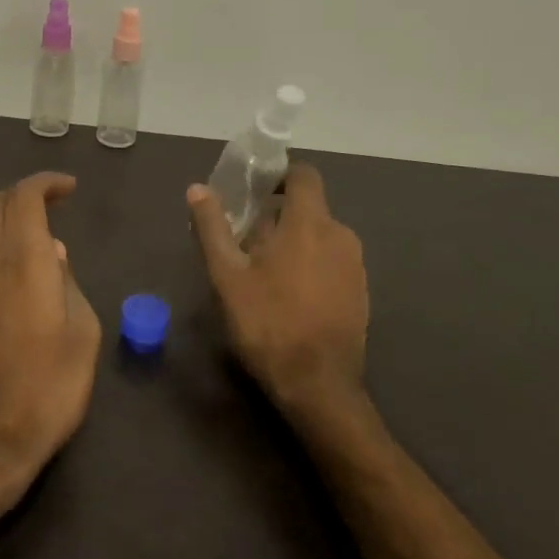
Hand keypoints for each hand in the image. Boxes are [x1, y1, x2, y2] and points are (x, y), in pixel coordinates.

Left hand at [0, 172, 101, 500]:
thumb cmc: (47, 387)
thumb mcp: (82, 333)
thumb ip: (68, 284)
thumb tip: (53, 256)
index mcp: (22, 260)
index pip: (23, 197)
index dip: (46, 183)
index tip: (69, 188)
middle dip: (24, 195)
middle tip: (55, 204)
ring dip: (10, 223)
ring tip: (44, 241)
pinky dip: (0, 250)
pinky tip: (22, 277)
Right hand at [188, 163, 370, 426]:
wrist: (318, 384)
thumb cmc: (267, 323)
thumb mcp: (227, 276)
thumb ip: (213, 228)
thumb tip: (197, 188)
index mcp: (310, 222)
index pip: (303, 175)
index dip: (279, 176)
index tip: (254, 191)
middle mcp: (340, 234)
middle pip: (309, 208)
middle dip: (278, 217)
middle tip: (246, 243)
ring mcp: (355, 264)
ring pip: (320, 237)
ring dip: (294, 243)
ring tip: (264, 273)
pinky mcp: (361, 291)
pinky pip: (332, 262)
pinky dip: (311, 265)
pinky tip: (290, 296)